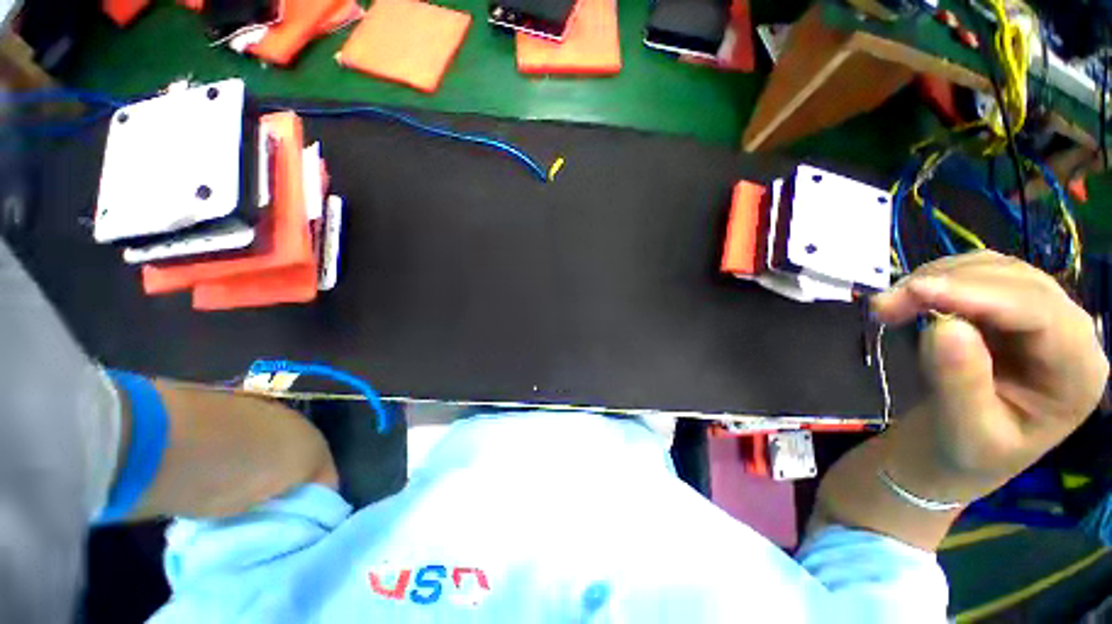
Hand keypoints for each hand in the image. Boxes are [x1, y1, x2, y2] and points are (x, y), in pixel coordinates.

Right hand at [871, 251, 1108, 501]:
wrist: (957, 453)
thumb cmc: (966, 455)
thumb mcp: (963, 433)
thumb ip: (960, 384)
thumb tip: (944, 328)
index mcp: (1076, 375)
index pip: (1040, 315)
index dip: (979, 295)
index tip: (913, 292)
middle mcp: (1070, 336)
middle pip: (1019, 283)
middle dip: (950, 283)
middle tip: (883, 306)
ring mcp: (1042, 318)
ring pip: (996, 270)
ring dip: (939, 278)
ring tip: (890, 305)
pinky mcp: (1010, 311)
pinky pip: (978, 275)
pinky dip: (940, 279)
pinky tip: (914, 299)